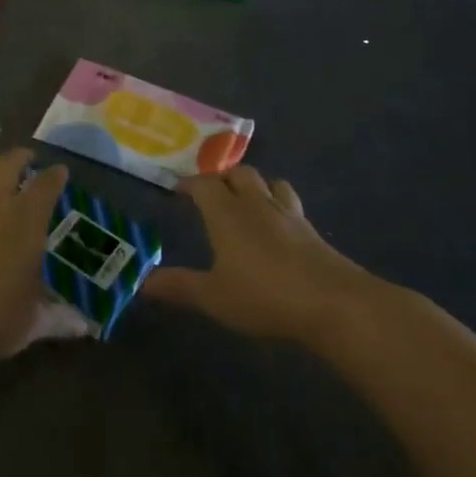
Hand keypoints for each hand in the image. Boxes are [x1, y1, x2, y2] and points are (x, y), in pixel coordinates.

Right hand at [146, 165, 376, 345]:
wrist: (332, 302)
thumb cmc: (264, 295)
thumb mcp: (214, 297)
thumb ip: (179, 287)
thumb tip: (142, 282)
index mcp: (226, 213)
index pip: (204, 184)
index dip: (189, 183)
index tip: (178, 189)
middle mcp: (256, 203)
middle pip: (239, 174)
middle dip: (222, 178)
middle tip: (211, 192)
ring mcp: (288, 214)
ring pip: (269, 183)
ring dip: (255, 185)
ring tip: (247, 200)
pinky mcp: (312, 230)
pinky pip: (291, 204)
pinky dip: (279, 205)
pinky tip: (278, 227)